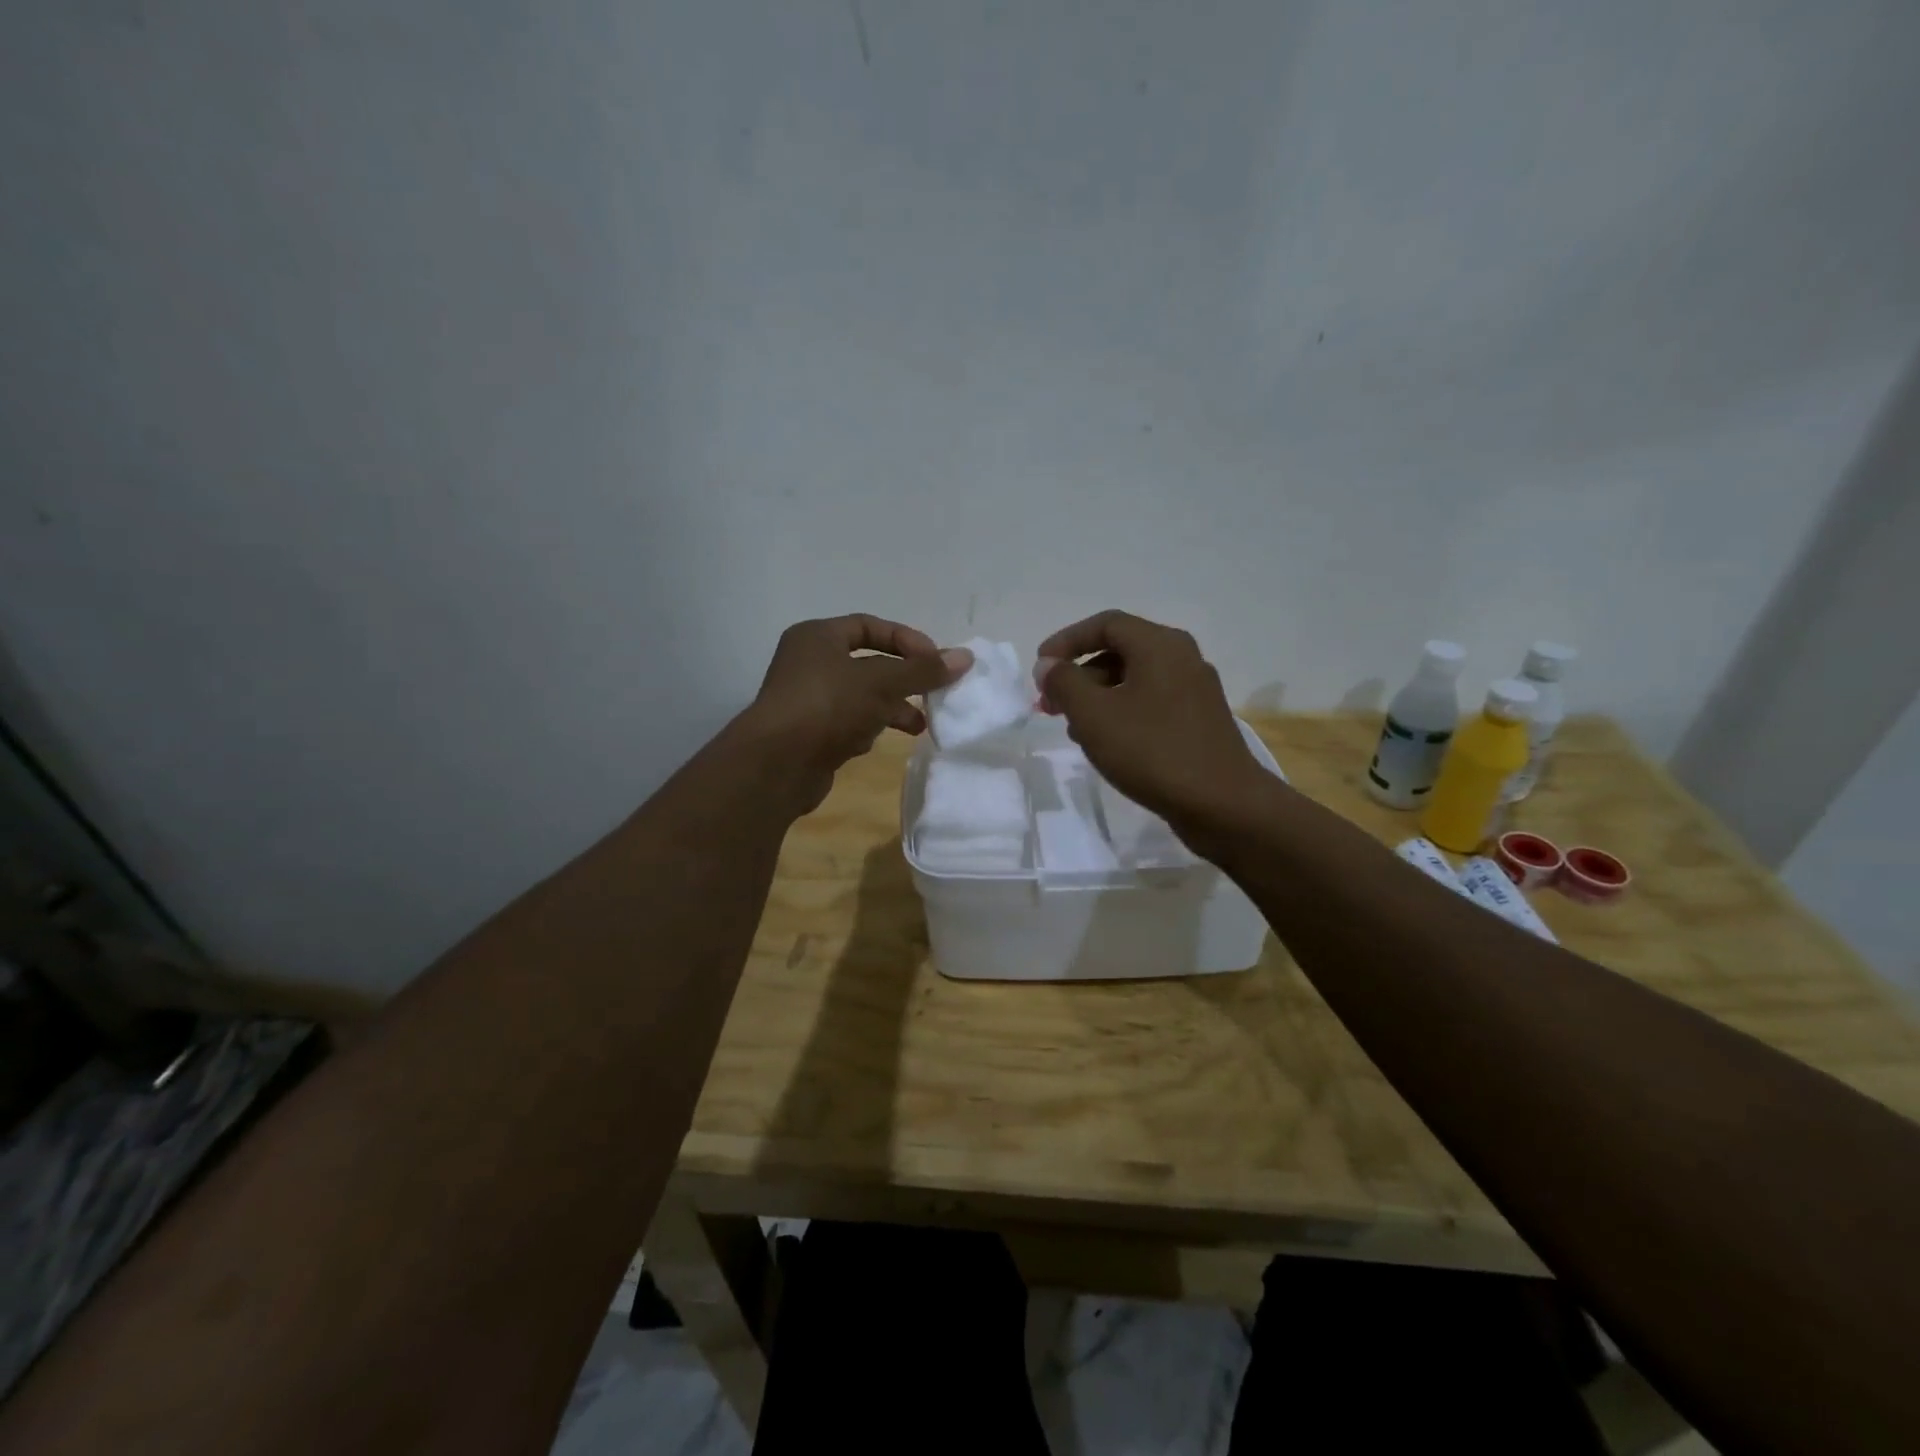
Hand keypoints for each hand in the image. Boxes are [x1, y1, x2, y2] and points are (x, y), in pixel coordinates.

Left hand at [742, 615, 970, 810]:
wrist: (778, 764)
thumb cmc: (828, 707)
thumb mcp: (881, 682)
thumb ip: (923, 670)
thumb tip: (966, 657)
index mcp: (818, 637)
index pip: (870, 626)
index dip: (906, 640)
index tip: (935, 660)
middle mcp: (809, 663)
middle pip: (868, 663)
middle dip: (904, 679)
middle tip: (933, 692)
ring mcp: (807, 700)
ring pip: (861, 696)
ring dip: (893, 707)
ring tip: (921, 725)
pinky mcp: (810, 733)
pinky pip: (848, 722)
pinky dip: (870, 727)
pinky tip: (882, 741)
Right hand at [1036, 610, 1269, 831]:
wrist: (1222, 804)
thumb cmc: (1152, 751)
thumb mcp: (1094, 715)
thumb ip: (1064, 683)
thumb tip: (1048, 665)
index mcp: (1160, 645)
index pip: (1105, 624)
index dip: (1066, 641)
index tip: (1040, 669)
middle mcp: (1182, 658)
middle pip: (1119, 651)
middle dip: (1078, 676)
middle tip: (1050, 706)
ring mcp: (1194, 690)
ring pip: (1133, 681)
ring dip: (1097, 698)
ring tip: (1073, 730)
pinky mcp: (1198, 721)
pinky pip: (1150, 703)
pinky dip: (1121, 713)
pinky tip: (1106, 745)